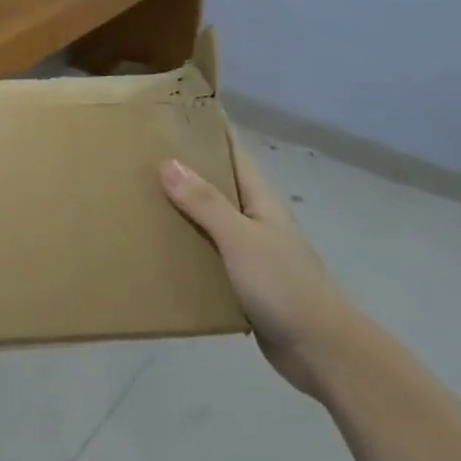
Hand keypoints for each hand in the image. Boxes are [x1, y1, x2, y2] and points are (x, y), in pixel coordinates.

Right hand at [160, 137, 348, 398]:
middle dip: (185, 169)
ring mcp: (251, 253)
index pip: (233, 152)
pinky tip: (159, 252)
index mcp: (260, 200)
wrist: (320, 350)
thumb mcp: (240, 238)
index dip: (210, 129)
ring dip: (182, 212)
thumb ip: (204, 203)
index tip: (177, 110)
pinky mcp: (244, 284)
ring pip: (210, 222)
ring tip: (140, 200)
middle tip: (141, 155)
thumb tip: (167, 162)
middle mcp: (255, 220)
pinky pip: (209, 257)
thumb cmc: (283, 285)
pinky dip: (187, 250)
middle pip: (217, 185)